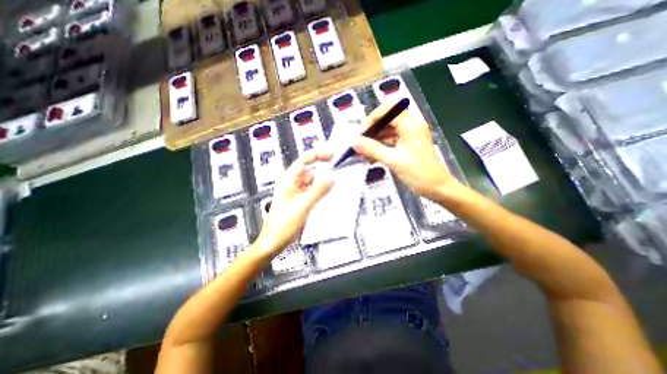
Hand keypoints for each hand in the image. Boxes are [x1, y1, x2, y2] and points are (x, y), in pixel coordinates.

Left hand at [256, 150, 332, 255]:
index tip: (331, 156)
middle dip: (324, 174)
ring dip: (323, 185)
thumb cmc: (283, 223)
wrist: (275, 241)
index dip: (317, 155)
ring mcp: (297, 193)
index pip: (304, 161)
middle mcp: (293, 184)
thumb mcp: (303, 205)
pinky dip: (321, 194)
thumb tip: (331, 178)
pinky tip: (329, 198)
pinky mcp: (301, 202)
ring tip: (335, 188)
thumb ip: (318, 190)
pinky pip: (313, 193)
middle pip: (311, 173)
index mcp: (289, 180)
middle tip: (338, 175)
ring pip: (314, 184)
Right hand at [354, 98, 458, 199]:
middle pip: (387, 119)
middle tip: (359, 143)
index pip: (387, 110)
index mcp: (410, 125)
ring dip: (374, 139)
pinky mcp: (408, 145)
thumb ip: (372, 149)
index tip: (360, 134)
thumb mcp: (393, 161)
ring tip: (362, 152)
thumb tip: (354, 142)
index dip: (371, 120)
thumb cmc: (418, 174)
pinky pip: (391, 141)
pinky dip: (380, 146)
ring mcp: (410, 135)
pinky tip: (370, 157)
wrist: (438, 189)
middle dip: (371, 130)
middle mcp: (411, 126)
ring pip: (388, 131)